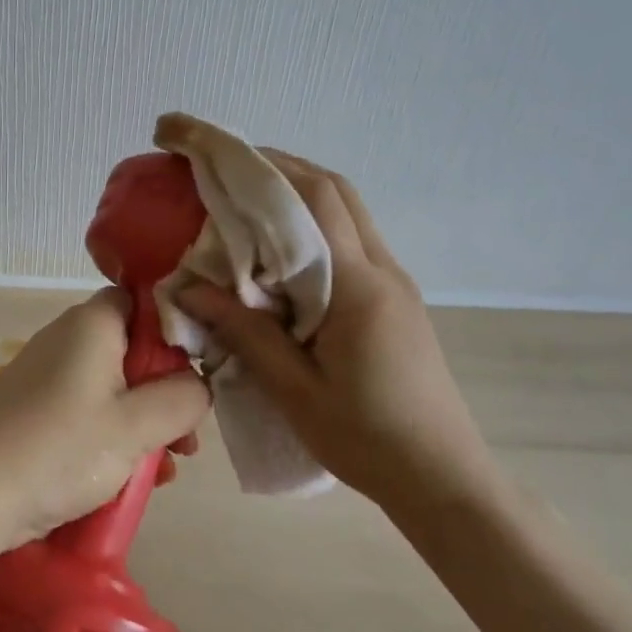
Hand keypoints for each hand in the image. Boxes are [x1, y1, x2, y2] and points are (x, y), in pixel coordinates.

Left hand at [0, 290, 210, 550]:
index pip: (146, 301)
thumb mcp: (136, 426)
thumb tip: (198, 385)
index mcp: (93, 324)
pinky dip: (114, 435)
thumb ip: (183, 398)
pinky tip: (132, 477)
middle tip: (185, 438)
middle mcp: (68, 337)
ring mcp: (48, 373)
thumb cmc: (60, 449)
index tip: (198, 375)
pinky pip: (89, 409)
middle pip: (134, 348)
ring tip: (165, 467)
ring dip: (144, 421)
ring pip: (115, 385)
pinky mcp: (36, 407)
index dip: (178, 332)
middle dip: (166, 392)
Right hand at [174, 153, 496, 522]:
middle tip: (223, 168)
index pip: (313, 200)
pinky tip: (277, 251)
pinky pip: (349, 241)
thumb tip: (188, 290)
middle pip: (334, 190)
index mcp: (358, 287)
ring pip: (345, 211)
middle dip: (277, 167)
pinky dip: (311, 225)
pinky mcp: (393, 299)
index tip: (212, 153)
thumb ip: (245, 333)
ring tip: (242, 199)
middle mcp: (381, 270)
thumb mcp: (295, 392)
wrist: (442, 478)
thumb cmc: (368, 440)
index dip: (262, 166)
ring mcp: (393, 282)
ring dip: (296, 193)